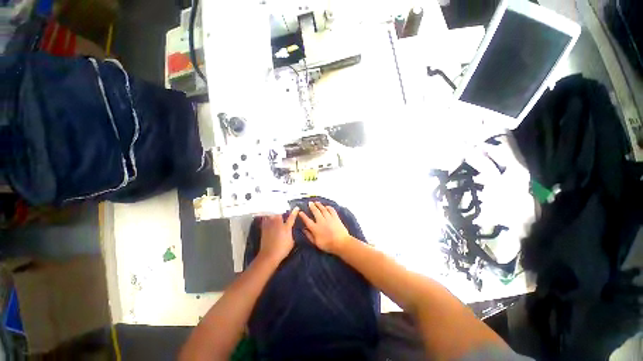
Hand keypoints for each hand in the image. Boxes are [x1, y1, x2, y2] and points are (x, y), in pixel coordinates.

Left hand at [258, 207, 298, 263]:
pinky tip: (267, 216)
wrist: (269, 255)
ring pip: (271, 214)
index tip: (296, 208)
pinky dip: (266, 217)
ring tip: (273, 209)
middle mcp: (278, 224)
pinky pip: (265, 219)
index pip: (292, 218)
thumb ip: (290, 234)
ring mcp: (270, 225)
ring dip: (273, 211)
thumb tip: (289, 231)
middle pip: (279, 213)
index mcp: (286, 227)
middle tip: (282, 207)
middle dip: (281, 209)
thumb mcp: (291, 242)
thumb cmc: (282, 250)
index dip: (294, 212)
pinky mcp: (264, 228)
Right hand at [299, 201, 351, 254]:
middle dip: (312, 206)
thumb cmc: (328, 245)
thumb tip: (304, 229)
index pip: (307, 220)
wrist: (341, 243)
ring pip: (323, 209)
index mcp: (315, 228)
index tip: (300, 212)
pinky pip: (331, 210)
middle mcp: (321, 221)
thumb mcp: (316, 243)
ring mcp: (329, 218)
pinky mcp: (336, 217)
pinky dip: (328, 207)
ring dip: (319, 205)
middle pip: (315, 211)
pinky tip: (326, 206)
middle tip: (310, 203)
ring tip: (316, 202)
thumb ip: (309, 236)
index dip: (303, 216)